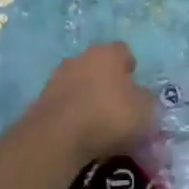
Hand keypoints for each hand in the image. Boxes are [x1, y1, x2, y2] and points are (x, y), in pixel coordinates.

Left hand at [27, 43, 154, 163]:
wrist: (57, 137)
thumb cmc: (109, 115)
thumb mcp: (146, 111)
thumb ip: (148, 101)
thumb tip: (143, 99)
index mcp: (107, 54)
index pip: (123, 51)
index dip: (130, 67)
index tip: (136, 85)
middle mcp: (80, 58)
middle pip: (98, 66)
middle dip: (108, 83)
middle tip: (119, 106)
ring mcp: (57, 78)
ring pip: (79, 85)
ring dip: (88, 99)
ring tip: (99, 124)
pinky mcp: (41, 101)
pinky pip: (65, 104)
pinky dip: (73, 115)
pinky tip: (81, 134)